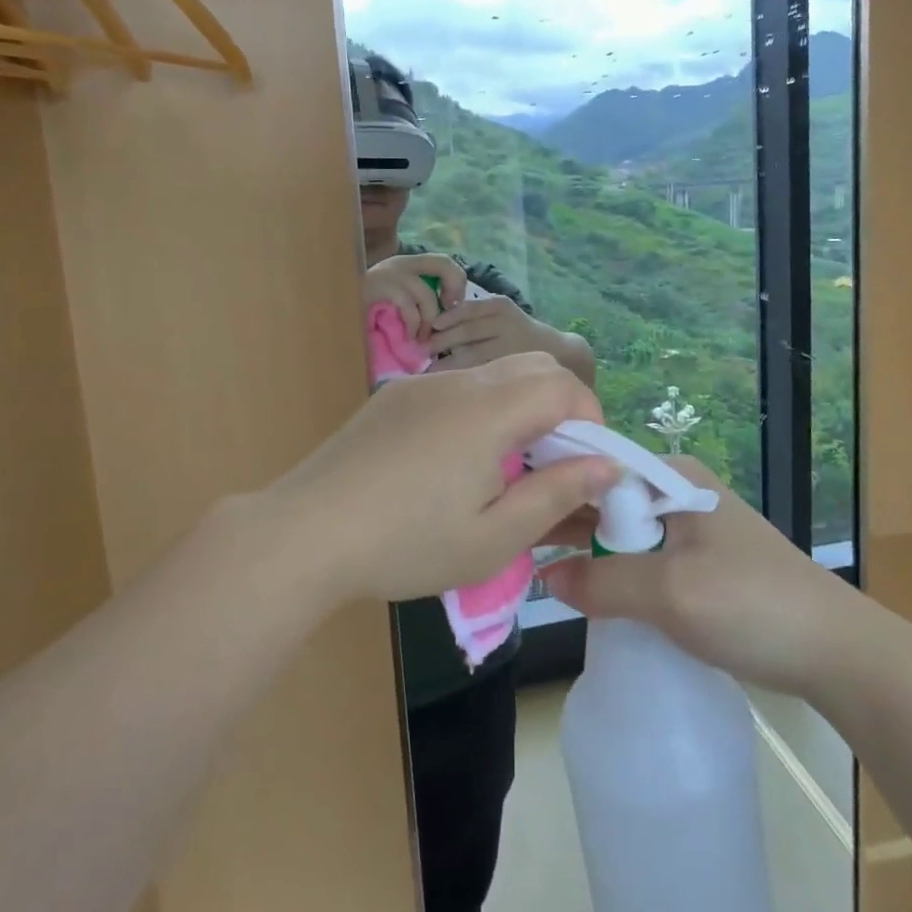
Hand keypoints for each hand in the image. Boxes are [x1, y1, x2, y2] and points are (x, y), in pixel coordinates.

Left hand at [267, 353, 617, 603]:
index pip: (563, 384)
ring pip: (493, 376)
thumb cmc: (406, 544)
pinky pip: (455, 388)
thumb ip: (557, 495)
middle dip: (559, 407)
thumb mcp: (493, 537)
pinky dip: (479, 411)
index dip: (590, 418)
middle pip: (532, 367)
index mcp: (488, 410)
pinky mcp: (393, 396)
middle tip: (551, 465)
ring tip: (503, 469)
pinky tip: (452, 463)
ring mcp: (420, 384)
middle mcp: (457, 382)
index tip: (586, 465)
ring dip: (518, 408)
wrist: (303, 534)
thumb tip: (607, 466)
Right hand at [364, 254, 465, 338]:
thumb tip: (449, 310)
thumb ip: (419, 300)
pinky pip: (407, 305)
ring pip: (426, 293)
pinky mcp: (377, 288)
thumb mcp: (398, 304)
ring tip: (423, 338)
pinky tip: (409, 337)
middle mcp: (400, 263)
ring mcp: (388, 273)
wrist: (332, 313)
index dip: (458, 282)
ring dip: (430, 320)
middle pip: (443, 264)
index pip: (445, 261)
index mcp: (407, 265)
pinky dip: (413, 325)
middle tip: (447, 316)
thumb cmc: (366, 315)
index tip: (453, 305)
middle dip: (454, 289)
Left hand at [428, 294, 549, 368]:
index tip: (429, 327)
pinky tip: (448, 381)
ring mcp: (508, 347)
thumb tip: (432, 327)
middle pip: (467, 331)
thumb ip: (473, 316)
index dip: (446, 318)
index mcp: (499, 306)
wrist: (553, 350)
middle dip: (441, 341)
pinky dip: (462, 375)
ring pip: (471, 354)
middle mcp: (505, 324)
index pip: (468, 310)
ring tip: (427, 370)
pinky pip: (480, 371)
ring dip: (447, 362)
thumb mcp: (499, 314)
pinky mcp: (509, 367)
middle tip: (421, 350)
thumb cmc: (516, 331)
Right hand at [539, 457, 859, 695]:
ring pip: (620, 530)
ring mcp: (689, 528)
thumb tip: (545, 578)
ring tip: (531, 562)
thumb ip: (603, 583)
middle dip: (562, 517)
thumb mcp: (670, 593)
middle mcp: (678, 491)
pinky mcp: (698, 563)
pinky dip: (611, 569)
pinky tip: (582, 587)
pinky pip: (641, 557)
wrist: (837, 654)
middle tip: (509, 540)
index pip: (596, 466)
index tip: (506, 504)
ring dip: (584, 547)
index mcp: (672, 476)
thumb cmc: (752, 606)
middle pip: (605, 498)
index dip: (551, 483)